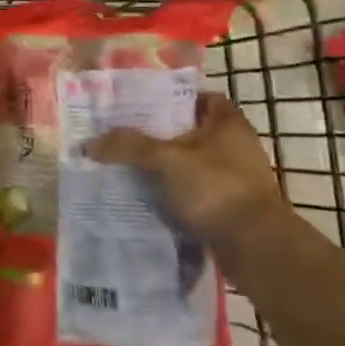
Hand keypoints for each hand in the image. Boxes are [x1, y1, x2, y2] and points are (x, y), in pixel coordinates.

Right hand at [86, 93, 287, 257]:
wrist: (256, 248)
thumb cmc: (216, 188)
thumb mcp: (166, 160)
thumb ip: (128, 146)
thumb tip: (88, 144)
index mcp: (228, 124)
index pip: (200, 97)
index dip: (172, 97)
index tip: (141, 105)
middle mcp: (235, 146)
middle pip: (190, 130)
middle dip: (158, 133)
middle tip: (123, 134)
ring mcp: (235, 178)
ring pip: (190, 162)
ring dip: (163, 164)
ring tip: (127, 165)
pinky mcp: (229, 205)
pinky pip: (193, 189)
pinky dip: (172, 190)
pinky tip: (145, 194)